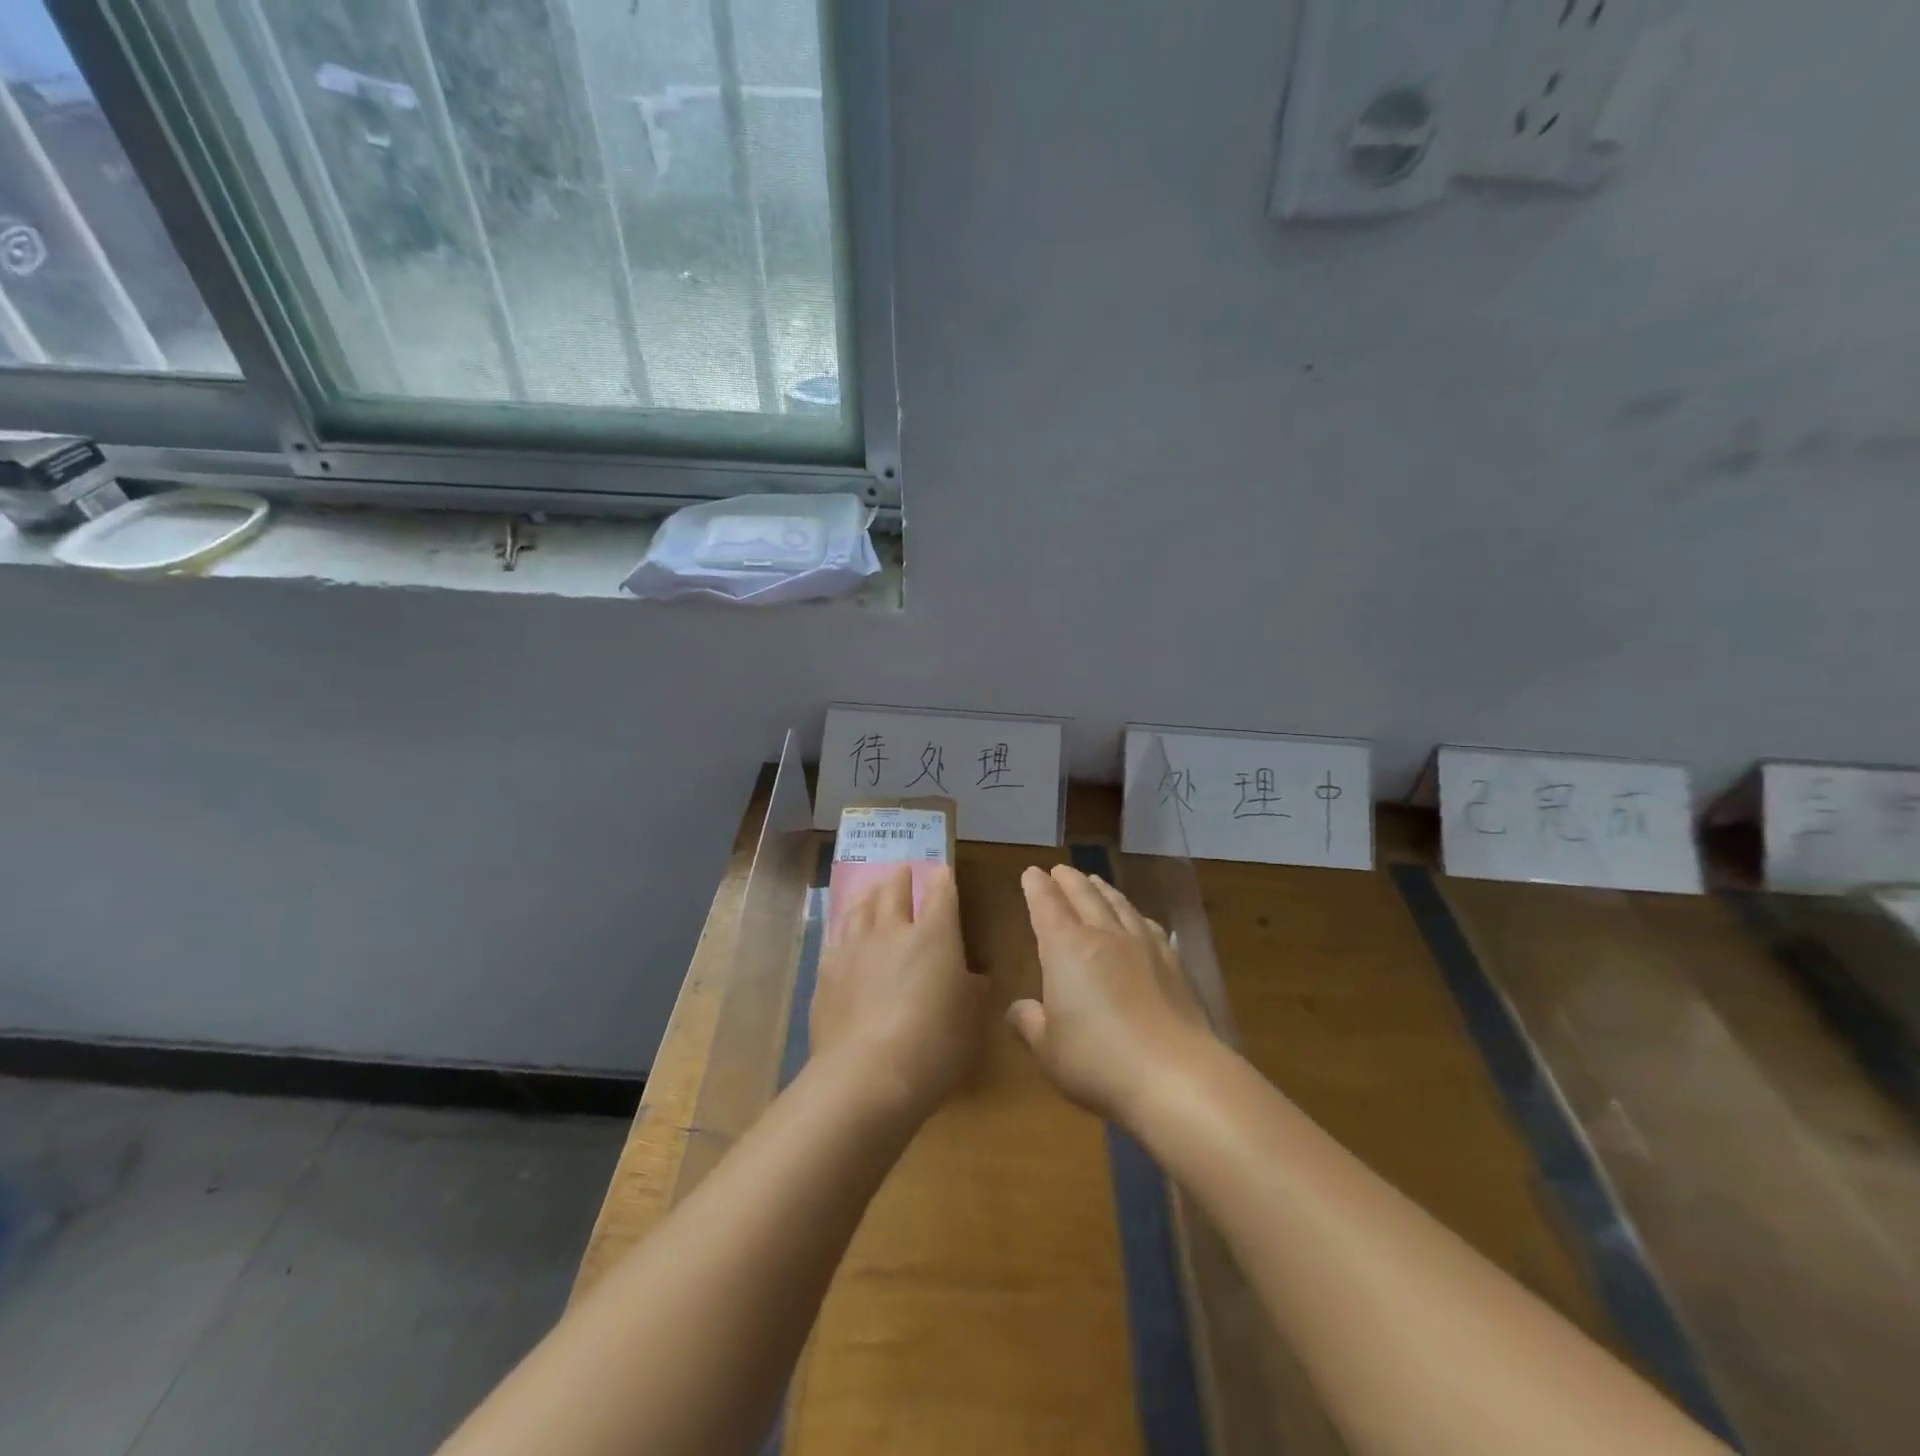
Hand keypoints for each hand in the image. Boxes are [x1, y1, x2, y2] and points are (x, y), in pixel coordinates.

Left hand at [810, 863, 989, 1121]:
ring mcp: (854, 948)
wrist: (867, 1075)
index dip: (942, 879)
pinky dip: (844, 926)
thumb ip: (973, 992)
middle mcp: (892, 931)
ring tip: (872, 890)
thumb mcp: (971, 1022)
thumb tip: (976, 978)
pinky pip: (836, 936)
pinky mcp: (826, 971)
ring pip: (861, 907)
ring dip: (870, 894)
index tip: (942, 872)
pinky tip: (844, 932)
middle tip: (903, 871)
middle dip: (902, 877)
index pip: (940, 893)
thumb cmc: (934, 1047)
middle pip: (894, 890)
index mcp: (935, 936)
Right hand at [1008, 865, 1216, 1126]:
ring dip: (1103, 890)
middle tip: (1060, 870)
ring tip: (1096, 882)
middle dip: (1069, 880)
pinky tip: (1139, 920)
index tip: (1031, 873)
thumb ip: (1029, 1023)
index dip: (1036, 887)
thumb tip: (1018, 1008)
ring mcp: (1144, 947)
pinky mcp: (1174, 965)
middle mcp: (1104, 936)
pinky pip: (1149, 926)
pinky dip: (1136, 915)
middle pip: (1085, 896)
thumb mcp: (1048, 1050)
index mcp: (1066, 949)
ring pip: (1119, 905)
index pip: (1047, 906)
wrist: (1177, 1077)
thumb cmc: (1098, 1062)